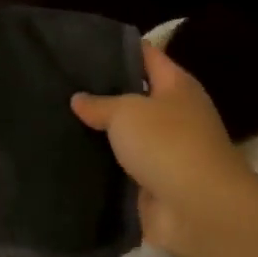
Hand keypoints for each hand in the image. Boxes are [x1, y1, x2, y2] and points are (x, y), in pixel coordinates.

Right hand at [71, 42, 255, 256]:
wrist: (198, 210)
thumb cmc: (167, 144)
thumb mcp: (126, 113)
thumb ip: (100, 104)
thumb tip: (78, 99)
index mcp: (177, 86)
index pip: (147, 56)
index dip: (119, 49)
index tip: (83, 46)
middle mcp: (175, 115)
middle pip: (135, 97)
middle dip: (103, 93)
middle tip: (62, 86)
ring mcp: (166, 152)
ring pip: (127, 136)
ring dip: (101, 134)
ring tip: (58, 120)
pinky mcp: (154, 184)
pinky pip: (123, 169)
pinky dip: (102, 167)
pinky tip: (70, 158)